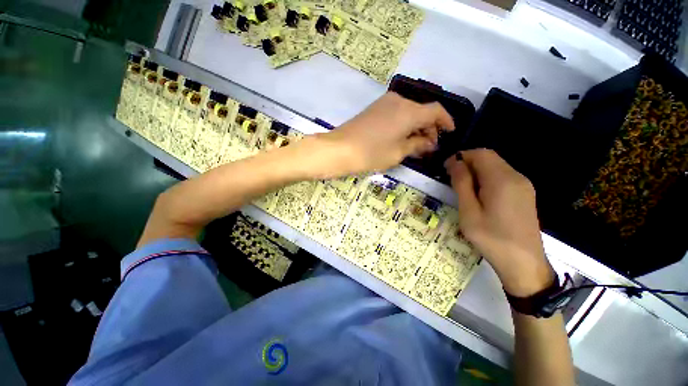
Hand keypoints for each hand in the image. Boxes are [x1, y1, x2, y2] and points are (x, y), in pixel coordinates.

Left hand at [304, 92, 454, 178]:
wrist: (339, 149)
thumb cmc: (371, 153)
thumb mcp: (398, 153)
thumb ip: (417, 145)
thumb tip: (429, 143)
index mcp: (409, 111)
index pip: (436, 111)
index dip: (446, 121)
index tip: (450, 133)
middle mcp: (399, 101)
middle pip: (422, 111)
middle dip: (429, 128)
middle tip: (429, 146)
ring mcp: (385, 103)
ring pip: (409, 112)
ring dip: (416, 126)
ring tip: (416, 145)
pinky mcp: (375, 108)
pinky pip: (397, 113)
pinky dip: (404, 124)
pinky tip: (402, 138)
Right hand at [445, 149, 553, 296]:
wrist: (524, 264)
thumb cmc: (491, 238)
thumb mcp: (469, 212)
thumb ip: (462, 184)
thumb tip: (455, 163)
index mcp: (502, 180)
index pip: (481, 154)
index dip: (461, 156)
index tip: (446, 168)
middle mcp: (516, 177)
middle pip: (490, 158)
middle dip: (467, 163)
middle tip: (451, 179)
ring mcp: (524, 186)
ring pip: (496, 167)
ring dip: (476, 171)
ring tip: (462, 188)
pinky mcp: (525, 194)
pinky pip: (503, 177)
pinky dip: (487, 178)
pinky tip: (479, 195)